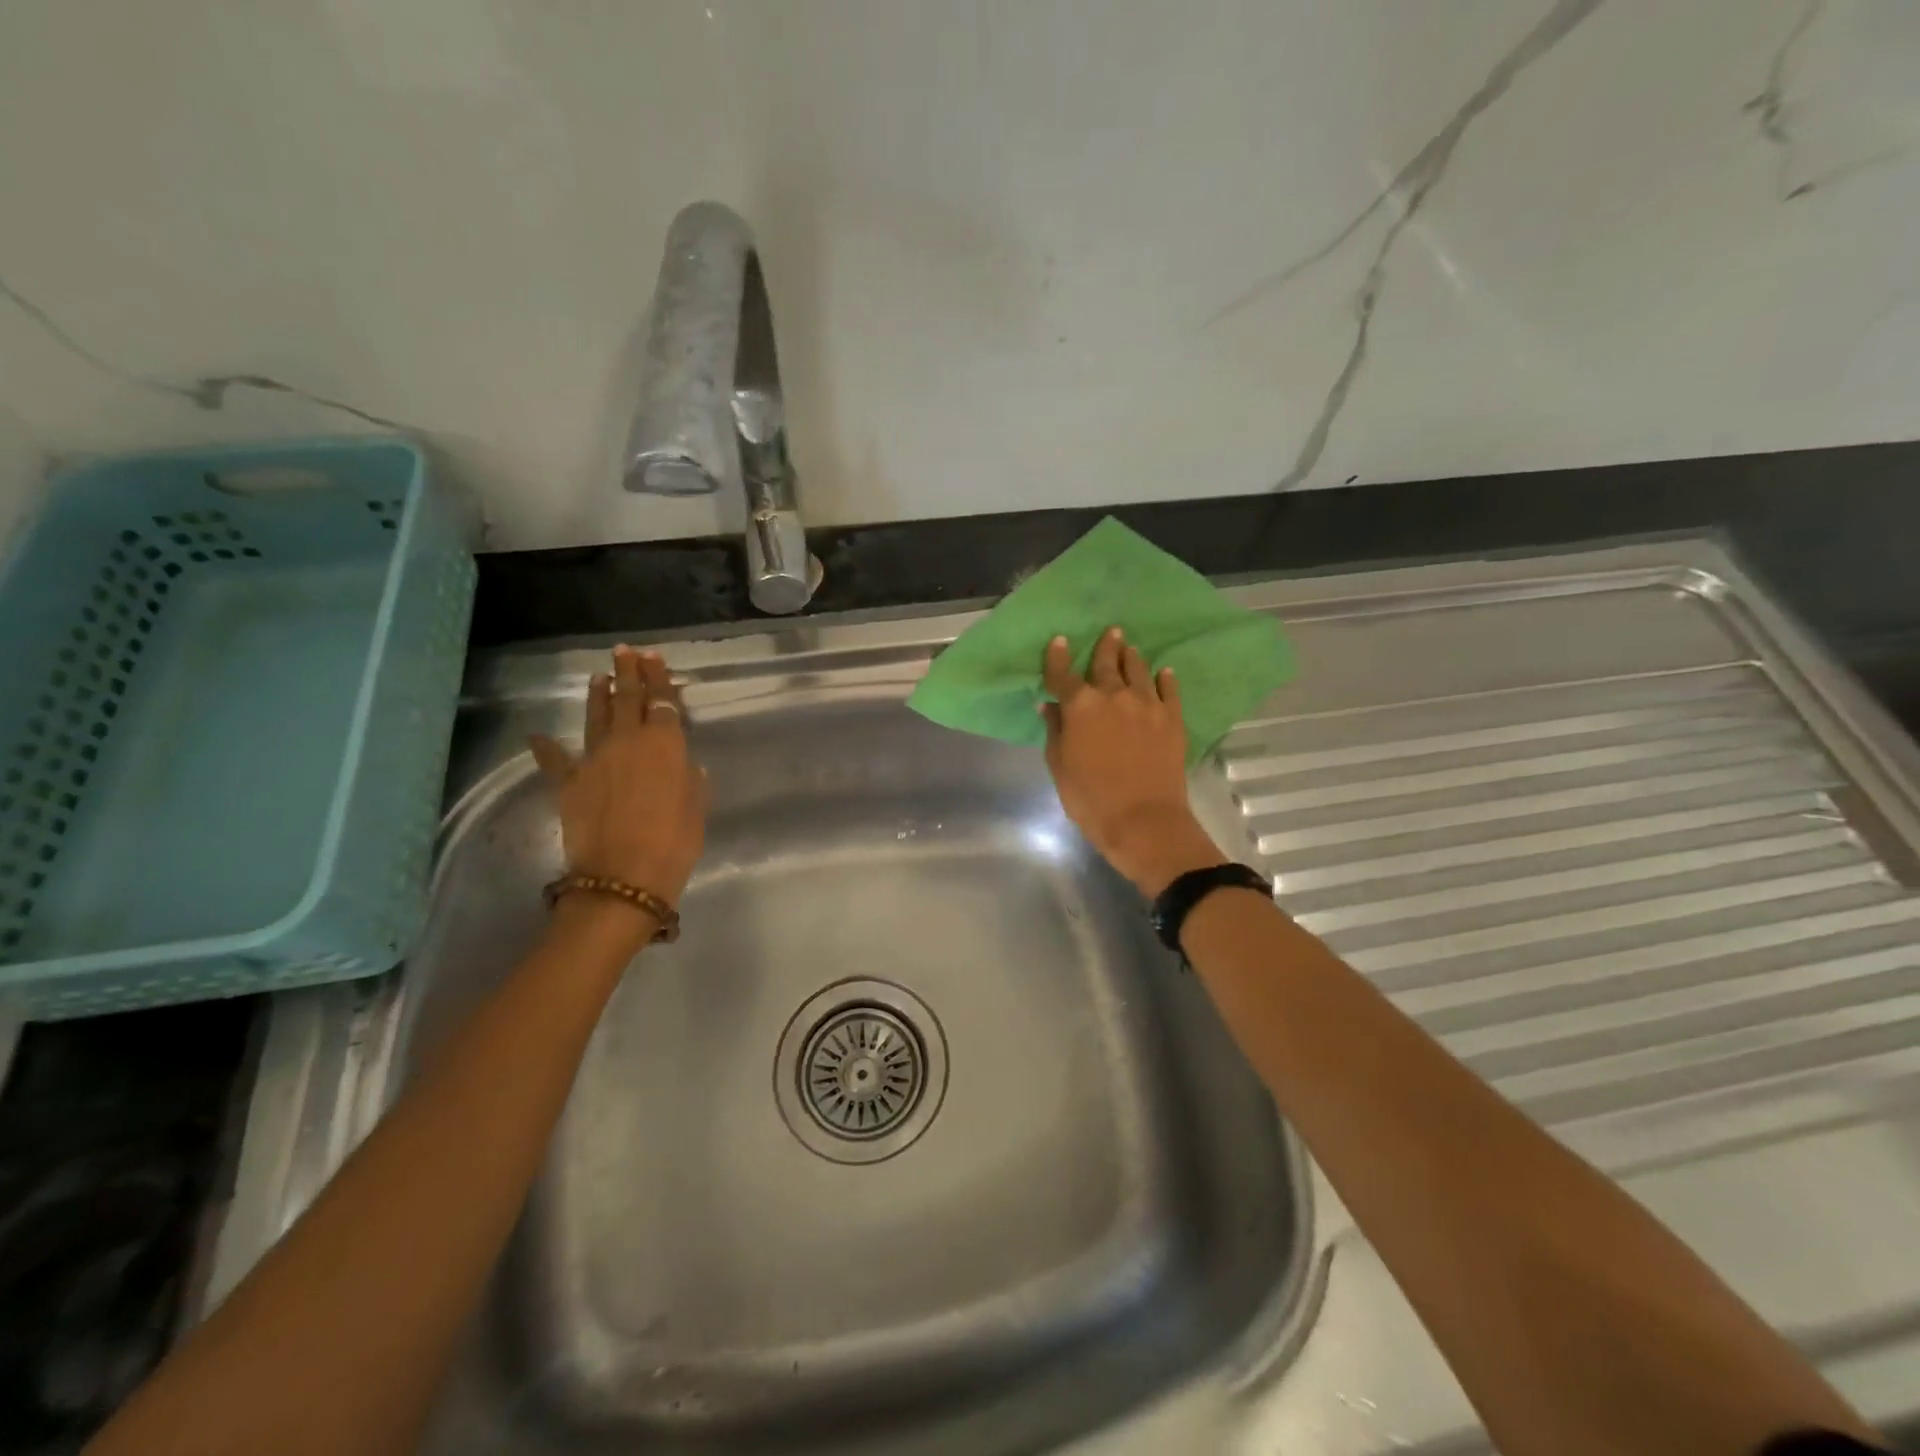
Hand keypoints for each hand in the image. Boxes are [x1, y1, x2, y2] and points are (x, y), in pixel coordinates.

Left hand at [529, 646, 706, 906]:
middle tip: (625, 652)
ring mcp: (594, 760)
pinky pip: (556, 760)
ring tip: (598, 677)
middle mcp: (627, 742)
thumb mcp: (697, 809)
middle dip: (628, 673)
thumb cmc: (673, 843)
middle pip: (627, 699)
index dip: (659, 678)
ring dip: (598, 696)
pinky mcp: (569, 784)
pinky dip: (546, 748)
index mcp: (665, 745)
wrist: (622, 878)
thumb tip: (685, 765)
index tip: (654, 657)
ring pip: (596, 718)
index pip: (662, 702)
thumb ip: (691, 781)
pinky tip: (538, 736)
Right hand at [1040, 627, 1224, 896]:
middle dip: (1105, 646)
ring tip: (1130, 647)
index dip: (1058, 657)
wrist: (1144, 821)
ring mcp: (1147, 705)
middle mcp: (1114, 696)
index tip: (1059, 641)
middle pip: (1106, 663)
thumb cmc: (1091, 799)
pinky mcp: (1172, 719)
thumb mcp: (1060, 767)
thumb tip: (1050, 706)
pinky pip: (1169, 690)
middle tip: (1110, 631)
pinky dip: (1165, 678)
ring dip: (1131, 657)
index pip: (1063, 674)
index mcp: (1080, 706)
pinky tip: (1164, 672)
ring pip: (1138, 670)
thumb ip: (1055, 732)